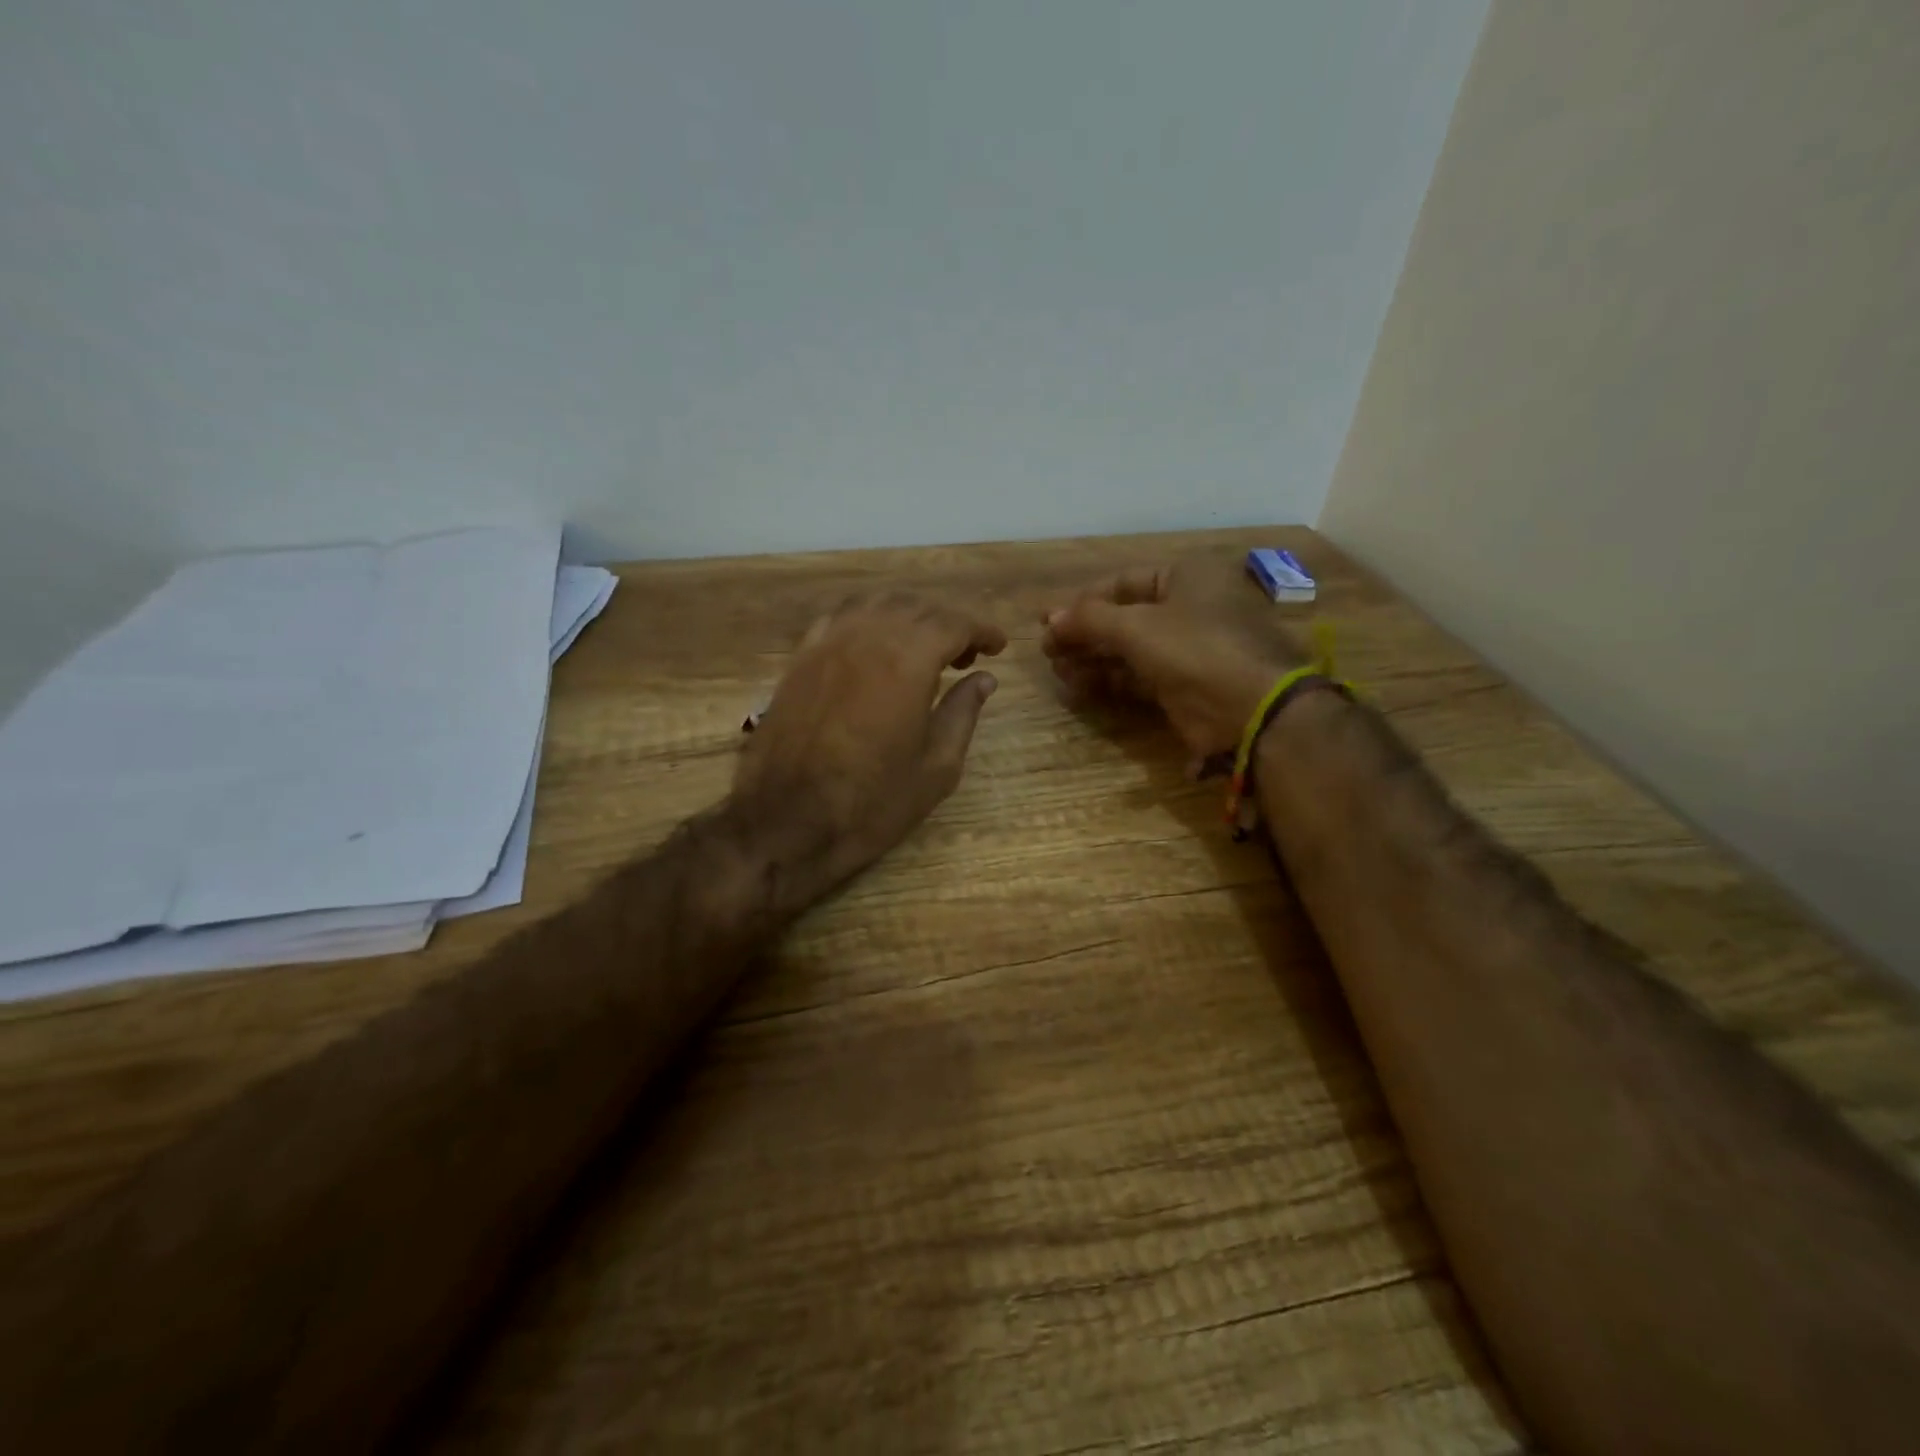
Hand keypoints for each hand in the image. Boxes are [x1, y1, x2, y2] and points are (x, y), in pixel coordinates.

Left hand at [734, 592, 1005, 898]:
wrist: (787, 820)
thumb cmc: (872, 802)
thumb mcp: (936, 768)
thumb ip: (963, 714)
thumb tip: (984, 679)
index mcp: (908, 662)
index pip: (954, 623)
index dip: (982, 630)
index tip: (998, 646)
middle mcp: (868, 638)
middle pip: (916, 607)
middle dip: (949, 623)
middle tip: (966, 657)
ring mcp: (828, 643)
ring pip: (877, 604)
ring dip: (908, 615)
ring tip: (923, 647)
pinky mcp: (801, 658)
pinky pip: (841, 617)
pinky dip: (868, 619)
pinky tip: (874, 645)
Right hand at [1041, 556, 1309, 763]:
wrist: (1252, 710)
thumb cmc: (1196, 649)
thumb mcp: (1138, 627)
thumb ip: (1090, 620)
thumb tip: (1049, 619)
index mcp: (1185, 577)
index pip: (1122, 582)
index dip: (1083, 601)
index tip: (1048, 622)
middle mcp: (1187, 608)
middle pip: (1123, 617)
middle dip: (1084, 635)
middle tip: (1048, 652)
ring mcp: (1187, 649)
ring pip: (1129, 650)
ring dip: (1092, 659)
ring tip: (1058, 672)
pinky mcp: (1183, 686)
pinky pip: (1138, 678)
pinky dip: (1109, 681)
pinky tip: (1079, 689)